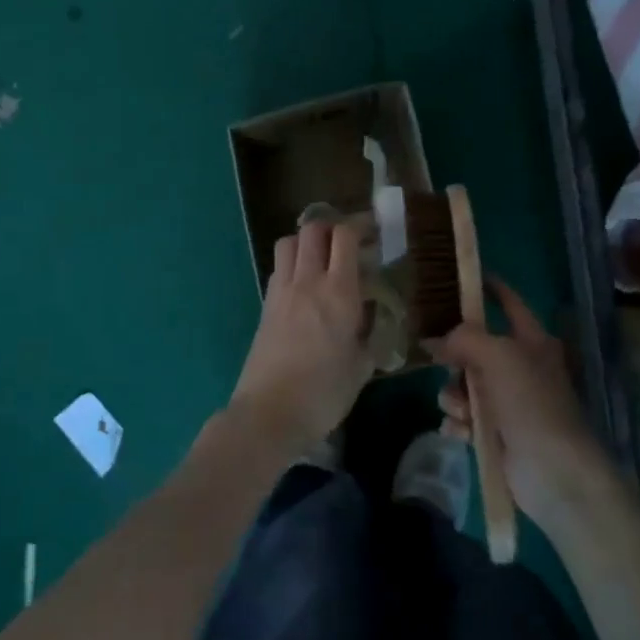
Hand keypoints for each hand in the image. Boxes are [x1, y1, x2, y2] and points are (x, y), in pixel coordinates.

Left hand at [228, 219, 371, 453]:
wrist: (269, 413)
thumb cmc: (324, 393)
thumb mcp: (362, 366)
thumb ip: (370, 334)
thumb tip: (373, 318)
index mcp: (339, 292)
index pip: (345, 236)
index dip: (360, 226)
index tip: (374, 233)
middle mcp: (308, 281)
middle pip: (313, 229)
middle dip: (332, 227)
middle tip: (349, 242)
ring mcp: (281, 291)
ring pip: (289, 242)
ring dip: (307, 241)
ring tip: (323, 258)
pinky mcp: (265, 306)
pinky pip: (279, 268)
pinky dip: (292, 263)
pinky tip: (304, 286)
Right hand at [425, 277, 609, 531]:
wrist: (554, 473)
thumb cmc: (532, 403)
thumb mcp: (498, 356)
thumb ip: (464, 339)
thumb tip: (435, 341)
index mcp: (531, 341)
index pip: (509, 303)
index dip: (489, 288)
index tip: (461, 278)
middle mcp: (519, 368)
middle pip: (473, 348)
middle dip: (455, 360)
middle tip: (446, 366)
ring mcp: (507, 403)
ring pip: (462, 385)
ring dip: (454, 398)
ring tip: (463, 413)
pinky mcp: (494, 434)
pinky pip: (461, 418)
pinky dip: (457, 424)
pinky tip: (462, 434)